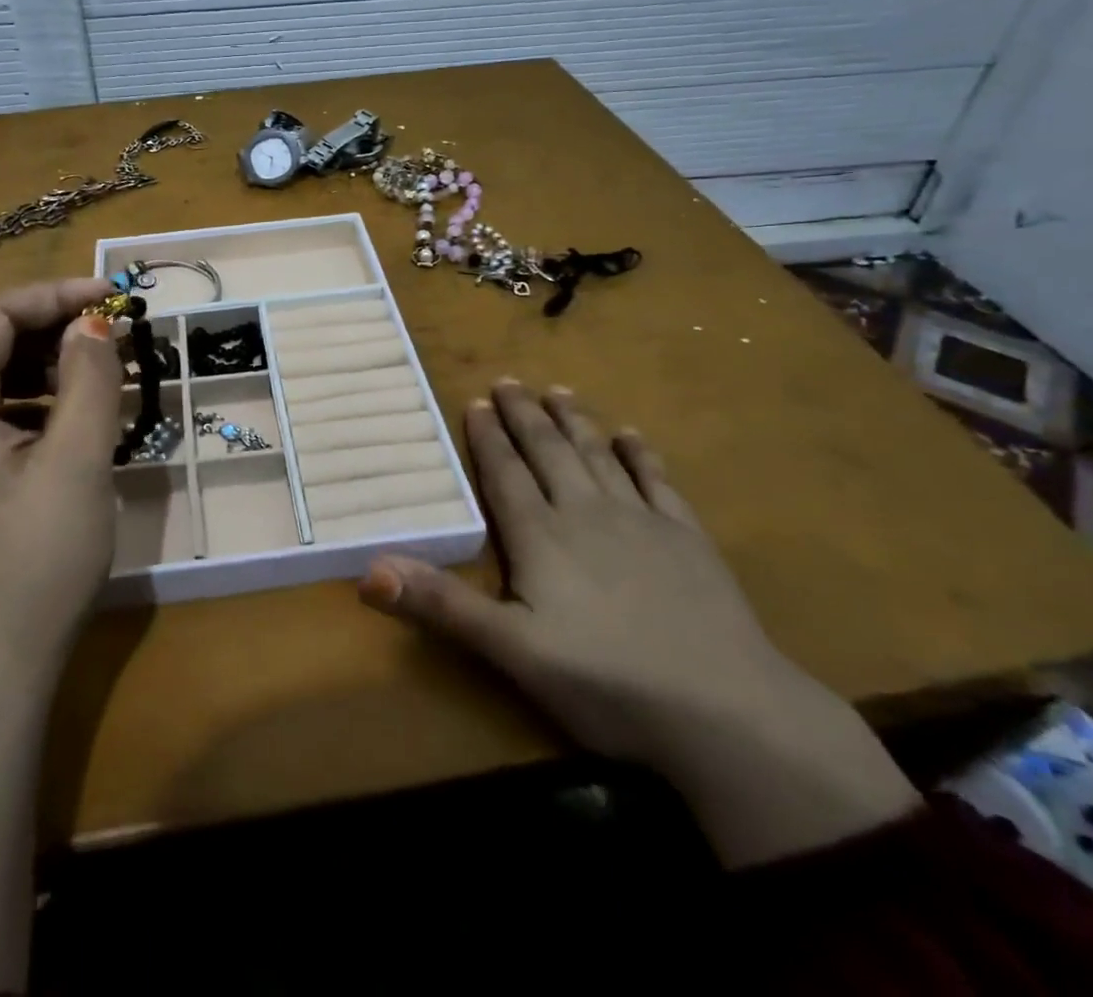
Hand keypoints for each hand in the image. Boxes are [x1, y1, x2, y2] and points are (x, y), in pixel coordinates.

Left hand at [0, 278, 122, 677]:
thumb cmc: (35, 561)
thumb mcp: (76, 462)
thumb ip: (89, 380)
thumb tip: (95, 322)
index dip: (55, 295)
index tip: (114, 296)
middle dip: (57, 328)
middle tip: (119, 334)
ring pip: (1, 375)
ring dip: (56, 363)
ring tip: (112, 370)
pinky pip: (5, 411)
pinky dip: (47, 400)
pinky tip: (86, 413)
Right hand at [360, 380, 919, 865]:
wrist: (725, 711)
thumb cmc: (606, 682)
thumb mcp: (510, 651)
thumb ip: (441, 605)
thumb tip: (367, 569)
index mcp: (541, 536)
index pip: (505, 474)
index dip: (487, 437)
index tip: (475, 400)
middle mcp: (586, 513)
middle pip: (549, 452)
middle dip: (524, 415)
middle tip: (508, 380)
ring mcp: (641, 521)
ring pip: (597, 455)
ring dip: (574, 420)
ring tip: (557, 390)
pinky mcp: (687, 539)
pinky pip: (657, 481)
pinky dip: (640, 454)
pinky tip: (632, 434)